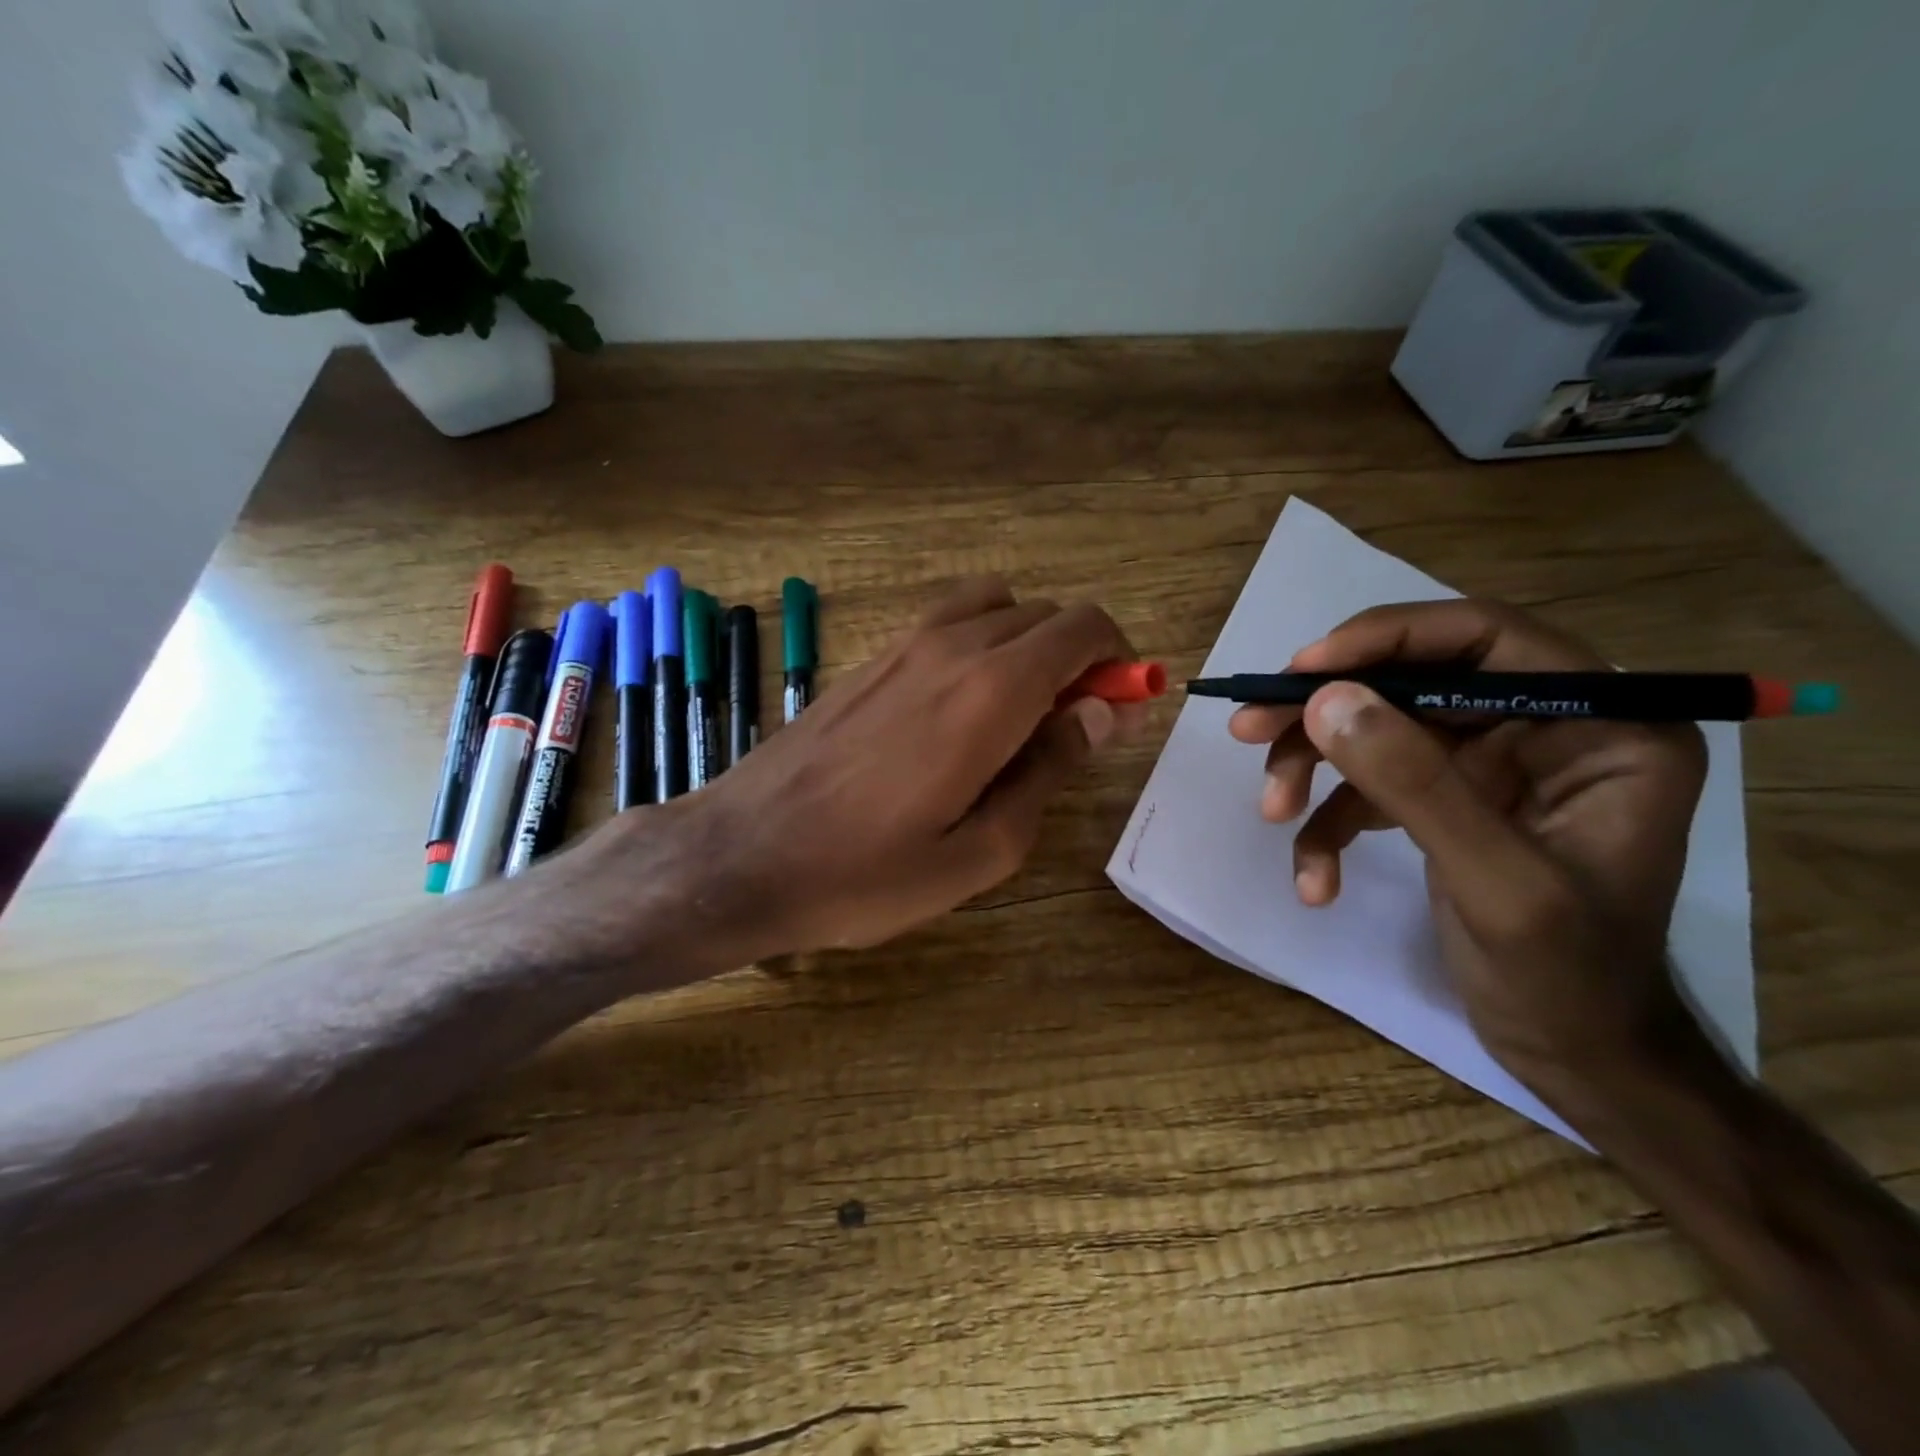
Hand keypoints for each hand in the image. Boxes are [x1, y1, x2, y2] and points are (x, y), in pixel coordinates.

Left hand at [660, 578, 1141, 962]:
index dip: (1119, 658)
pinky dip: (980, 645)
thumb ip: (1050, 770)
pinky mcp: (870, 659)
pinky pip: (947, 624)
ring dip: (1026, 644)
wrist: (743, 856)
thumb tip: (1101, 712)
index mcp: (991, 692)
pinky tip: (958, 712)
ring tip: (1017, 716)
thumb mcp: (982, 850)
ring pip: (995, 607)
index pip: (1083, 627)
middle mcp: (951, 647)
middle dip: (1077, 657)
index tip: (1121, 707)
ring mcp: (903, 645)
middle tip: (1072, 729)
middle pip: (1044, 614)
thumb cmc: (867, 873)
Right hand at [1228, 600, 1709, 1105]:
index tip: (1304, 670)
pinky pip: (1370, 788)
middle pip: (1411, 683)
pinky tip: (1315, 878)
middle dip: (1326, 711)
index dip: (1389, 638)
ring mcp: (1488, 766)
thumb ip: (1414, 785)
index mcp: (1600, 727)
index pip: (1486, 639)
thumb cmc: (1568, 977)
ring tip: (1272, 810)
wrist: (1573, 1055)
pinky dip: (1330, 825)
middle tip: (1248, 728)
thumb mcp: (1496, 881)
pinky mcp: (1444, 801)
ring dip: (1313, 769)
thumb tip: (1325, 700)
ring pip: (1377, 731)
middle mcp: (1543, 728)